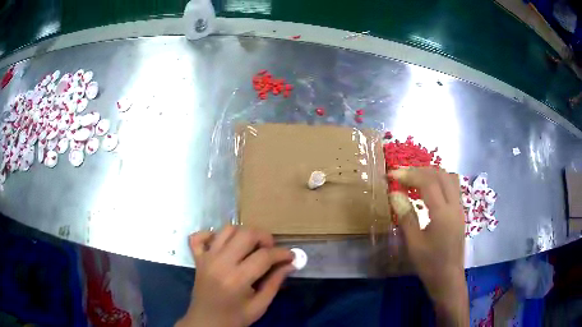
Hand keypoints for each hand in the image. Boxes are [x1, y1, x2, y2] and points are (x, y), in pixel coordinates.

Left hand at [177, 226, 294, 326]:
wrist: (206, 322)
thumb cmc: (235, 317)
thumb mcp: (260, 305)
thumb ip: (275, 282)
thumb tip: (291, 264)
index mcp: (237, 279)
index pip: (264, 256)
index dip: (282, 253)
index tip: (291, 256)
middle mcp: (220, 263)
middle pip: (246, 234)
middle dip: (264, 237)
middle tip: (270, 251)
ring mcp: (206, 258)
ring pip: (227, 229)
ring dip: (243, 234)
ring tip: (251, 247)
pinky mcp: (197, 258)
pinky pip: (199, 236)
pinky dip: (211, 235)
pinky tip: (222, 245)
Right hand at [388, 167, 468, 325]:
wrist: (448, 279)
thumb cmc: (430, 264)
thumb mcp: (414, 244)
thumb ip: (406, 216)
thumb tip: (395, 194)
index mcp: (443, 213)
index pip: (428, 182)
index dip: (409, 174)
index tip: (392, 175)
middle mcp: (454, 206)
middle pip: (440, 174)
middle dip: (420, 170)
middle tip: (401, 175)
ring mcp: (459, 208)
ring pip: (449, 178)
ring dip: (431, 173)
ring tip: (414, 179)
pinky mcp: (459, 213)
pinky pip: (452, 187)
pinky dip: (438, 182)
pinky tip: (427, 191)